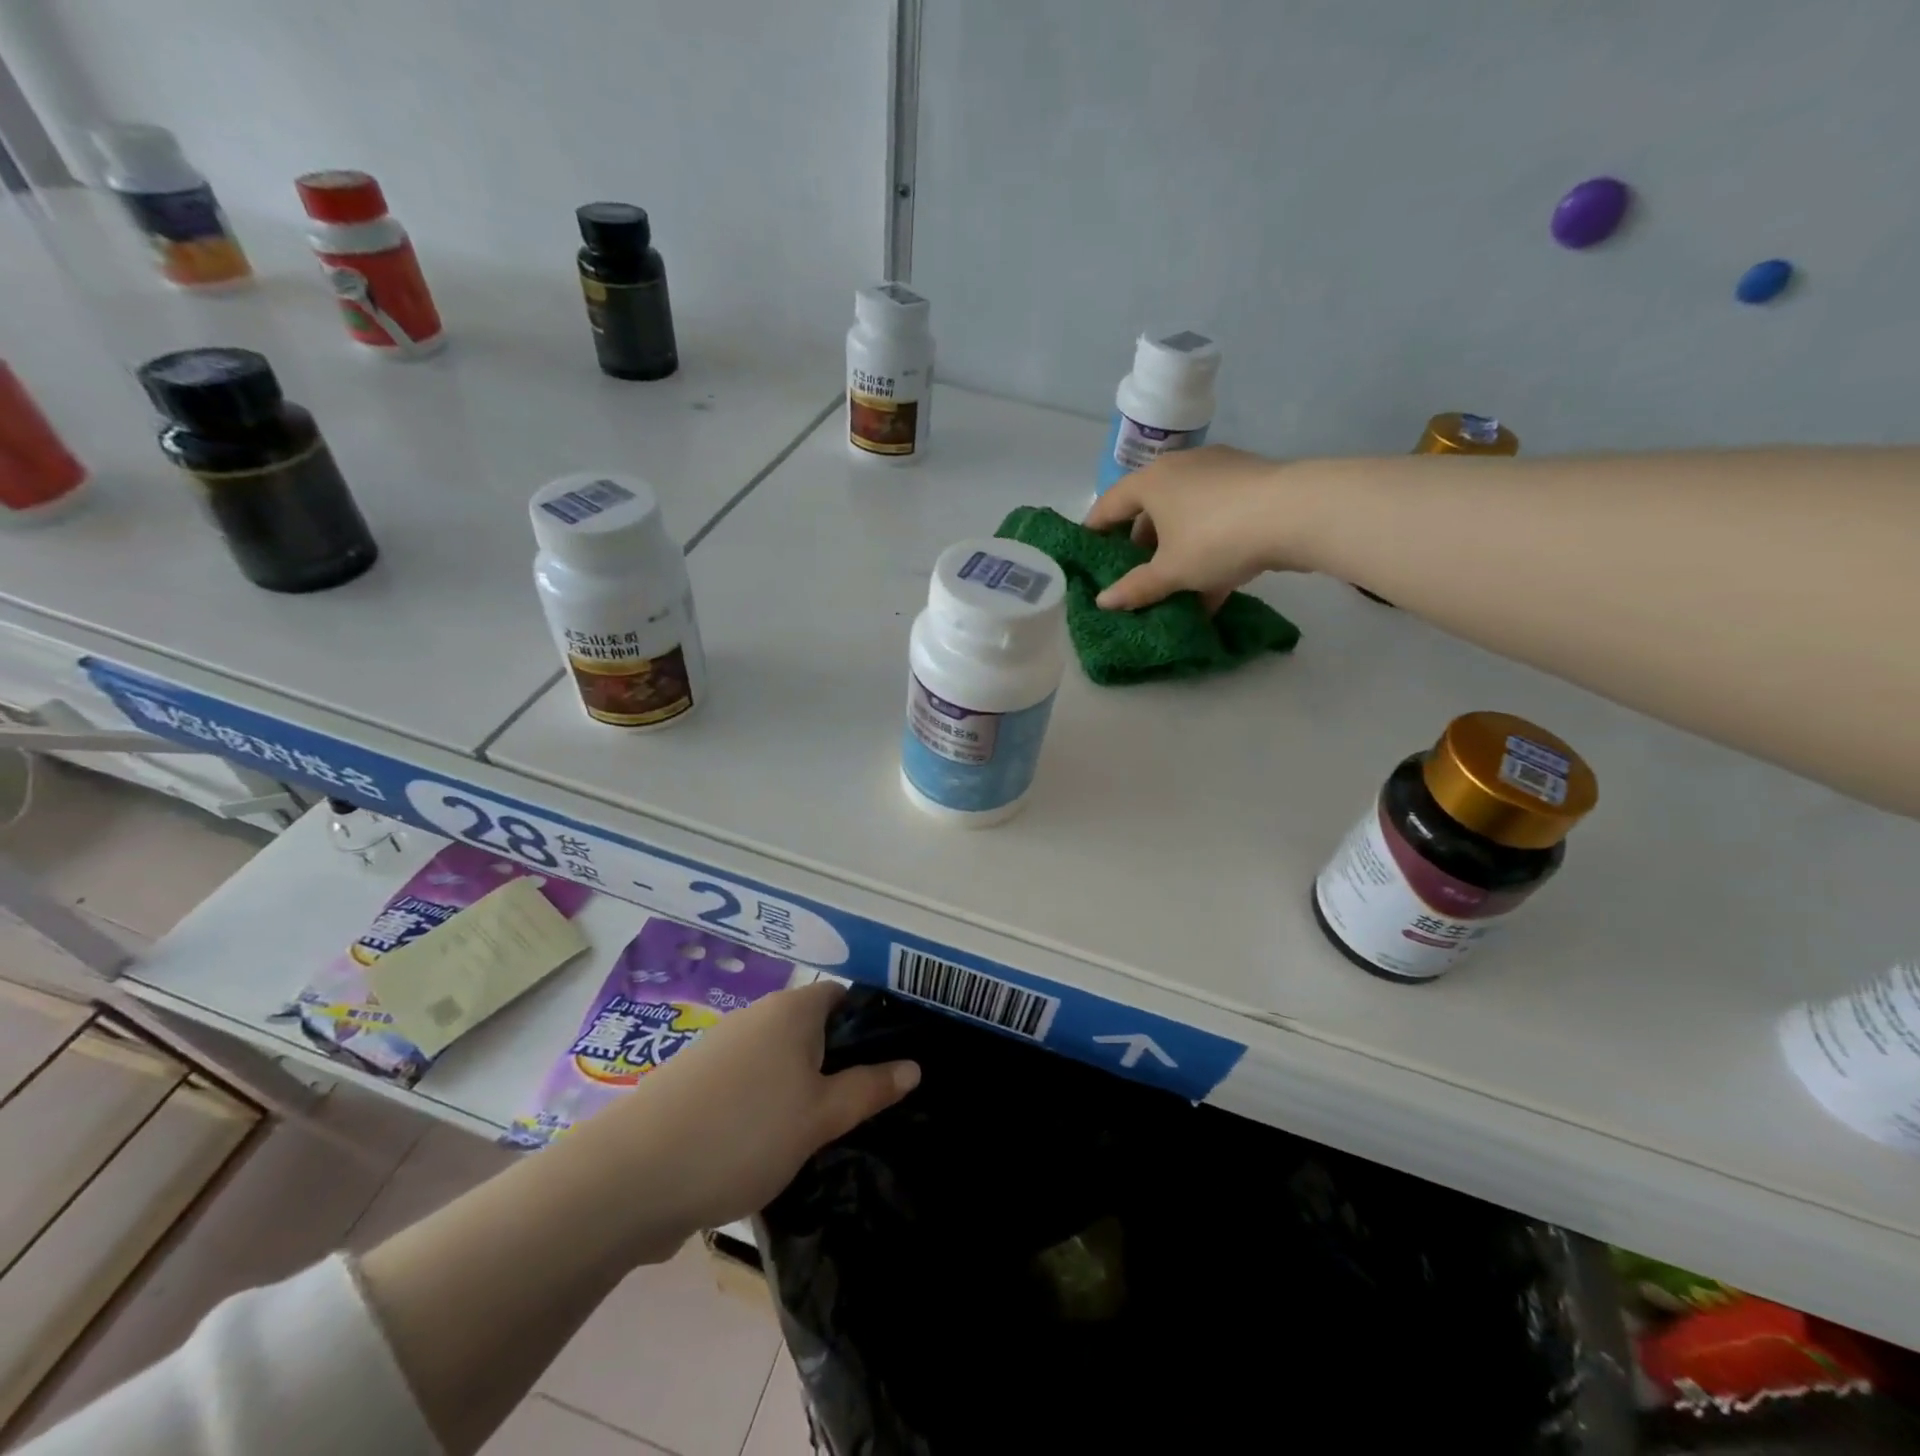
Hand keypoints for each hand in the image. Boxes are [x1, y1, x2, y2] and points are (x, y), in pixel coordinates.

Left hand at [594, 981, 918, 1235]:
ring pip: (782, 1061)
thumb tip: (913, 1065)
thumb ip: (870, 1089)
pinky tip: (776, 1147)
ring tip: (828, 1132)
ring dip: (805, 1089)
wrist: (630, 1179)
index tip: (893, 1063)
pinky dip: (770, 1107)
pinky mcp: (698, 1086)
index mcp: (792, 1010)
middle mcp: (757, 1018)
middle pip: (814, 1029)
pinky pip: (752, 1085)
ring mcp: (723, 1050)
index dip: (873, 1024)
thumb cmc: (742, 1134)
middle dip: (841, 1063)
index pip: (845, 997)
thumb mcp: (820, 1116)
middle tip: (868, 1105)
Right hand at [1084, 445, 1302, 610]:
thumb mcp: (1170, 571)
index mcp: (1151, 482)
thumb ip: (1136, 588)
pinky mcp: (1251, 485)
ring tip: (1173, 586)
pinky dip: (1208, 550)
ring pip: (1185, 517)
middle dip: (1139, 546)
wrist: (1296, 514)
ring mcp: (1220, 473)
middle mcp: (1181, 469)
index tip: (1086, 552)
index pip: (1109, 505)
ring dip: (1176, 551)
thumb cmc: (1215, 538)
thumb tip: (1103, 602)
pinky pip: (1216, 520)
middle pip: (1149, 510)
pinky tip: (1212, 588)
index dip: (1094, 530)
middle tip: (1133, 575)